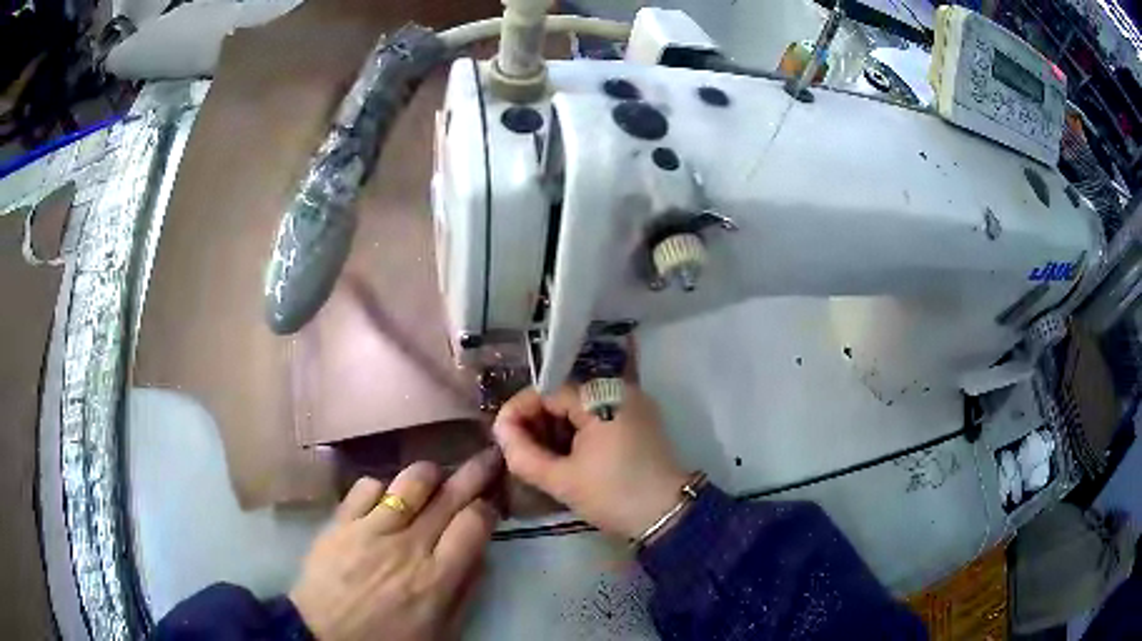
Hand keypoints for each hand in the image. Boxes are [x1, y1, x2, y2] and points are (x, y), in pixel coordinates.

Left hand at [289, 450, 501, 640]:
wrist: (323, 636)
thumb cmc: (388, 639)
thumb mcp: (441, 631)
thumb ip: (466, 592)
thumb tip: (480, 553)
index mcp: (437, 576)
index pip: (474, 522)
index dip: (487, 508)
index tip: (489, 506)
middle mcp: (409, 545)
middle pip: (450, 494)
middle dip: (475, 471)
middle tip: (488, 456)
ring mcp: (371, 528)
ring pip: (410, 480)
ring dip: (429, 474)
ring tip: (434, 477)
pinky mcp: (341, 521)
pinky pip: (367, 486)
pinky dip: (382, 486)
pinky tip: (385, 498)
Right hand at [492, 385, 688, 539]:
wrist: (667, 516)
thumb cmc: (613, 495)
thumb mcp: (562, 480)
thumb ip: (522, 453)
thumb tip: (500, 430)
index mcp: (603, 396)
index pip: (547, 392)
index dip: (518, 411)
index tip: (500, 436)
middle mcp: (620, 390)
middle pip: (564, 397)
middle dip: (536, 422)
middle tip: (517, 449)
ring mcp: (633, 404)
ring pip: (580, 409)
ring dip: (555, 429)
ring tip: (536, 455)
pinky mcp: (639, 421)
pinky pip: (598, 417)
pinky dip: (577, 433)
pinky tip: (563, 455)